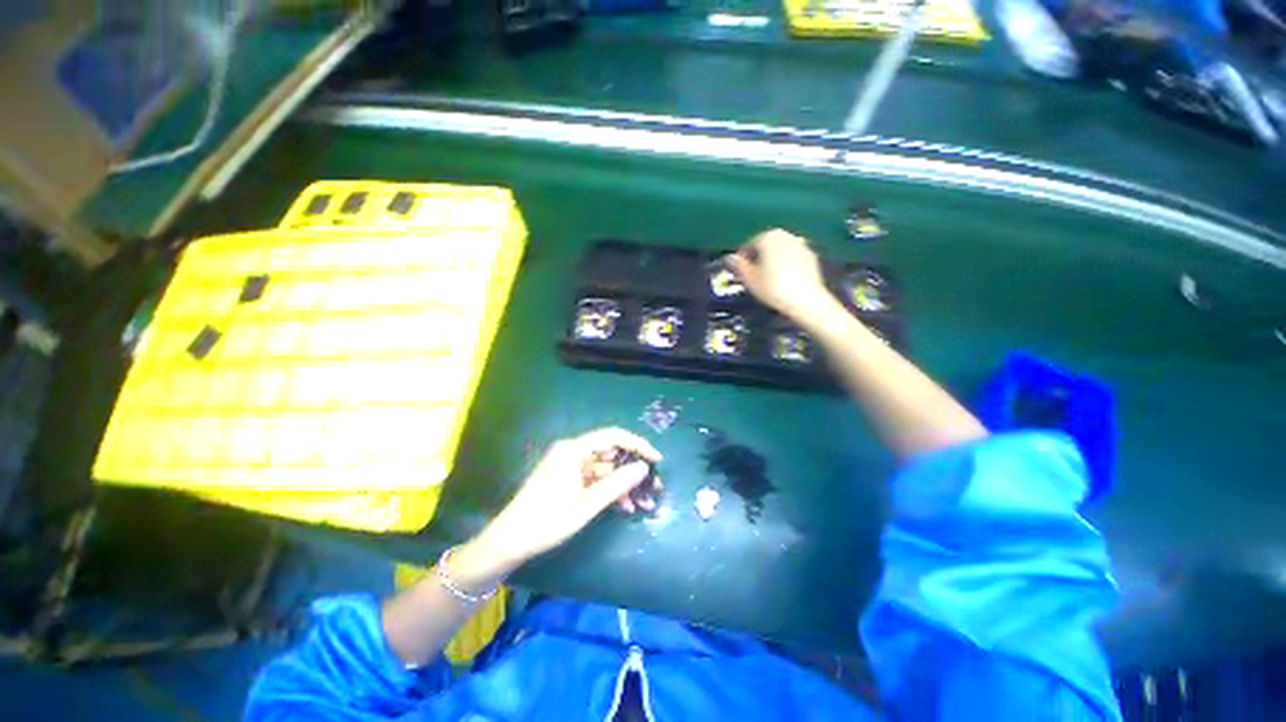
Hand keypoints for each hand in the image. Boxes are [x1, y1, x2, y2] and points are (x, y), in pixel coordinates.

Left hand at [470, 428, 662, 567]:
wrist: (508, 542)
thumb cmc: (545, 522)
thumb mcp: (585, 506)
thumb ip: (616, 485)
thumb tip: (644, 468)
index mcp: (573, 450)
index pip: (613, 436)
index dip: (637, 445)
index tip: (656, 459)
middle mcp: (572, 451)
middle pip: (610, 452)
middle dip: (632, 468)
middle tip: (653, 485)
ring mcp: (569, 464)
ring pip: (605, 467)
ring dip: (622, 483)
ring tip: (641, 502)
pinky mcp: (567, 476)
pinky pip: (595, 477)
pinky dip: (609, 489)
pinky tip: (623, 506)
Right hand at [726, 229, 832, 321]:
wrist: (806, 300)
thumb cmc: (773, 288)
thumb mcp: (749, 279)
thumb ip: (738, 266)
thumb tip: (730, 258)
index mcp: (768, 236)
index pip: (749, 244)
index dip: (742, 259)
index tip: (738, 272)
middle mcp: (786, 235)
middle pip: (766, 245)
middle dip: (758, 258)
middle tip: (752, 275)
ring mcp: (801, 244)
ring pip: (780, 251)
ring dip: (772, 261)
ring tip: (767, 278)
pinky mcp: (812, 256)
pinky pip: (792, 258)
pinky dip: (786, 265)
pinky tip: (783, 280)